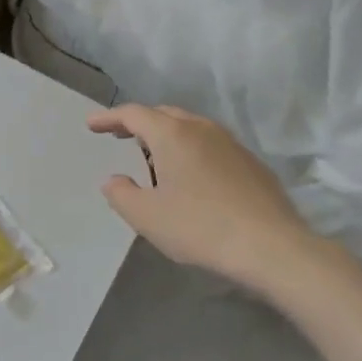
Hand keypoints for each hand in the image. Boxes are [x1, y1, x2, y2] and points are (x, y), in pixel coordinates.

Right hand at [87, 104, 317, 289]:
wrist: (270, 246)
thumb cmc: (199, 227)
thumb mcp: (147, 217)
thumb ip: (121, 195)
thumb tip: (113, 181)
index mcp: (173, 135)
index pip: (134, 114)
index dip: (109, 118)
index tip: (92, 125)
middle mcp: (202, 129)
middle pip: (164, 115)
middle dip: (138, 123)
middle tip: (119, 135)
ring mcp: (231, 144)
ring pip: (190, 128)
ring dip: (166, 136)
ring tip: (152, 156)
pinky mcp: (250, 163)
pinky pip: (211, 146)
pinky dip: (190, 150)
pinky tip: (190, 176)